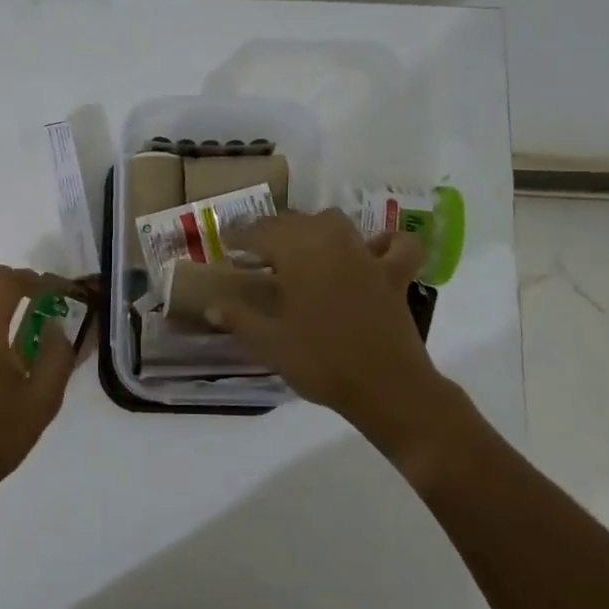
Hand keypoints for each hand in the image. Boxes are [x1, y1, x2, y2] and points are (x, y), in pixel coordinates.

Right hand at [213, 210, 438, 428]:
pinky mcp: (394, 274)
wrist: (385, 387)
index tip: (226, 244)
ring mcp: (366, 255)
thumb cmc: (320, 362)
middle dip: (271, 231)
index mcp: (298, 253)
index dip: (240, 236)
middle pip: (295, 222)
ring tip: (300, 248)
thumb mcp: (269, 344)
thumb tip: (213, 306)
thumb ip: (239, 319)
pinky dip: (382, 242)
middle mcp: (331, 242)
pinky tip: (371, 251)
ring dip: (314, 228)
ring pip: (335, 223)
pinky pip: (394, 245)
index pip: (261, 232)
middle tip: (255, 250)